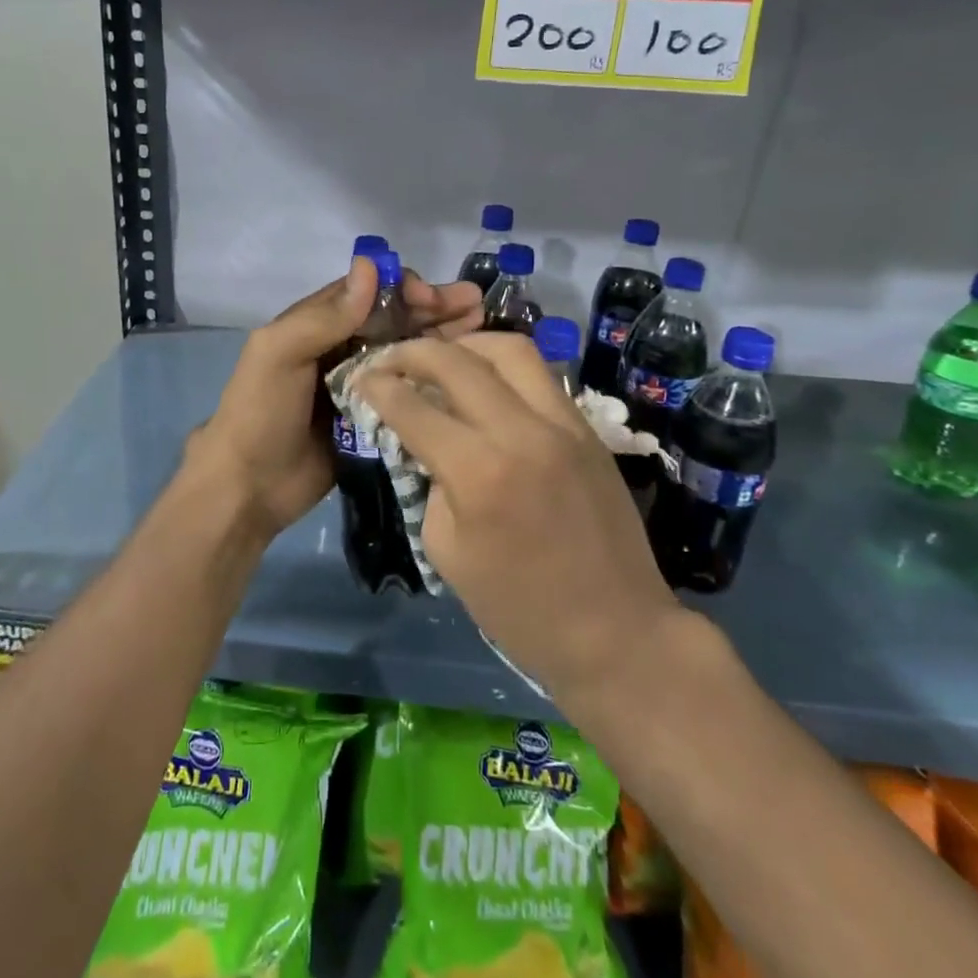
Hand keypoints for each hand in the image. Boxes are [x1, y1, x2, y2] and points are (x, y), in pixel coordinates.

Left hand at [189, 258, 484, 541]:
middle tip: (476, 306)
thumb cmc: (261, 412)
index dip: (403, 288)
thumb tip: (370, 266)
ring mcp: (361, 384)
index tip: (434, 299)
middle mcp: (342, 347)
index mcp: (317, 324)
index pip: (368, 292)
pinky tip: (468, 373)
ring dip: (442, 337)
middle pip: (395, 319)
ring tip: (483, 327)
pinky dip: (436, 378)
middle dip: (434, 308)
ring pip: (407, 351)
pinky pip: (409, 391)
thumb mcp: (279, 353)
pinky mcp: (375, 418)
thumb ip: (324, 316)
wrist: (249, 487)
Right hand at [355, 332, 678, 700]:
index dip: (378, 387)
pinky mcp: (588, 429)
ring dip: (466, 345)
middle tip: (391, 360)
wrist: (616, 632)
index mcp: (478, 473)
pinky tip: (486, 383)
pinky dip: (504, 367)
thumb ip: (430, 483)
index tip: (361, 378)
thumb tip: (426, 442)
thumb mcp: (446, 551)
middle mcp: (521, 433)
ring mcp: (563, 424)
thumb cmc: (519, 608)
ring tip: (443, 359)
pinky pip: (541, 375)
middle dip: (413, 351)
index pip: (414, 407)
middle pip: (457, 361)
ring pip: (509, 349)